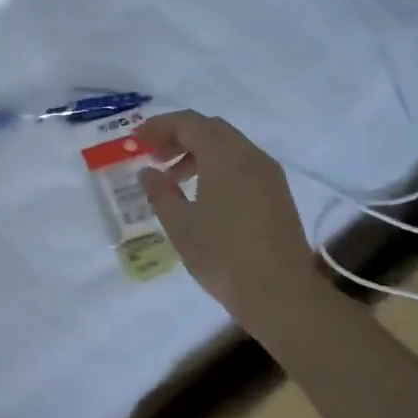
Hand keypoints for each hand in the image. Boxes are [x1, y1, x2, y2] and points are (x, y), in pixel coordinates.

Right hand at [137, 111, 328, 329]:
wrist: (280, 294)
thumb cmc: (222, 255)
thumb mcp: (179, 224)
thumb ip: (160, 192)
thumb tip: (149, 173)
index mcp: (225, 157)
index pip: (189, 123)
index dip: (160, 127)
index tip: (137, 141)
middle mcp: (250, 157)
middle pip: (211, 129)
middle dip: (179, 136)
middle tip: (153, 155)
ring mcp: (269, 175)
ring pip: (229, 146)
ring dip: (198, 152)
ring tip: (173, 178)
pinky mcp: (277, 194)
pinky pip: (242, 165)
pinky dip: (217, 167)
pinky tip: (202, 194)